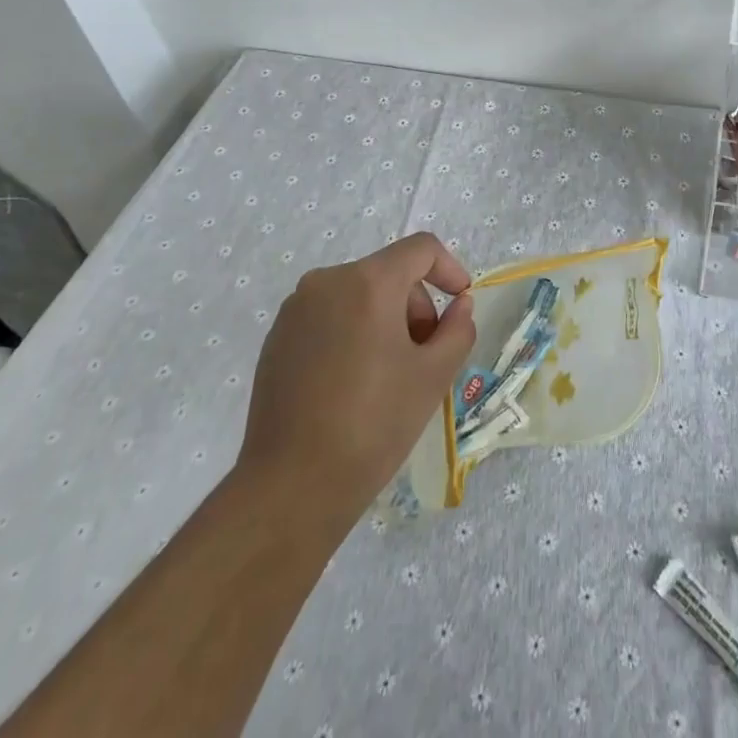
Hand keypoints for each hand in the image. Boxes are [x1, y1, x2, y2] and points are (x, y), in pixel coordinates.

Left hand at [238, 234, 474, 530]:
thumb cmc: (372, 426)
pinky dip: (353, 333)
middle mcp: (327, 281)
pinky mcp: (277, 338)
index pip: (421, 248)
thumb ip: (458, 329)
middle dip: (416, 307)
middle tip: (424, 357)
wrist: (290, 488)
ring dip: (386, 321)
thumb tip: (459, 305)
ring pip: (359, 295)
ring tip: (389, 376)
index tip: (461, 303)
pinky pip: (329, 316)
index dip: (449, 269)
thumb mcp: (434, 377)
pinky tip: (352, 385)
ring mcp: (296, 309)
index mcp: (368, 282)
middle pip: (389, 273)